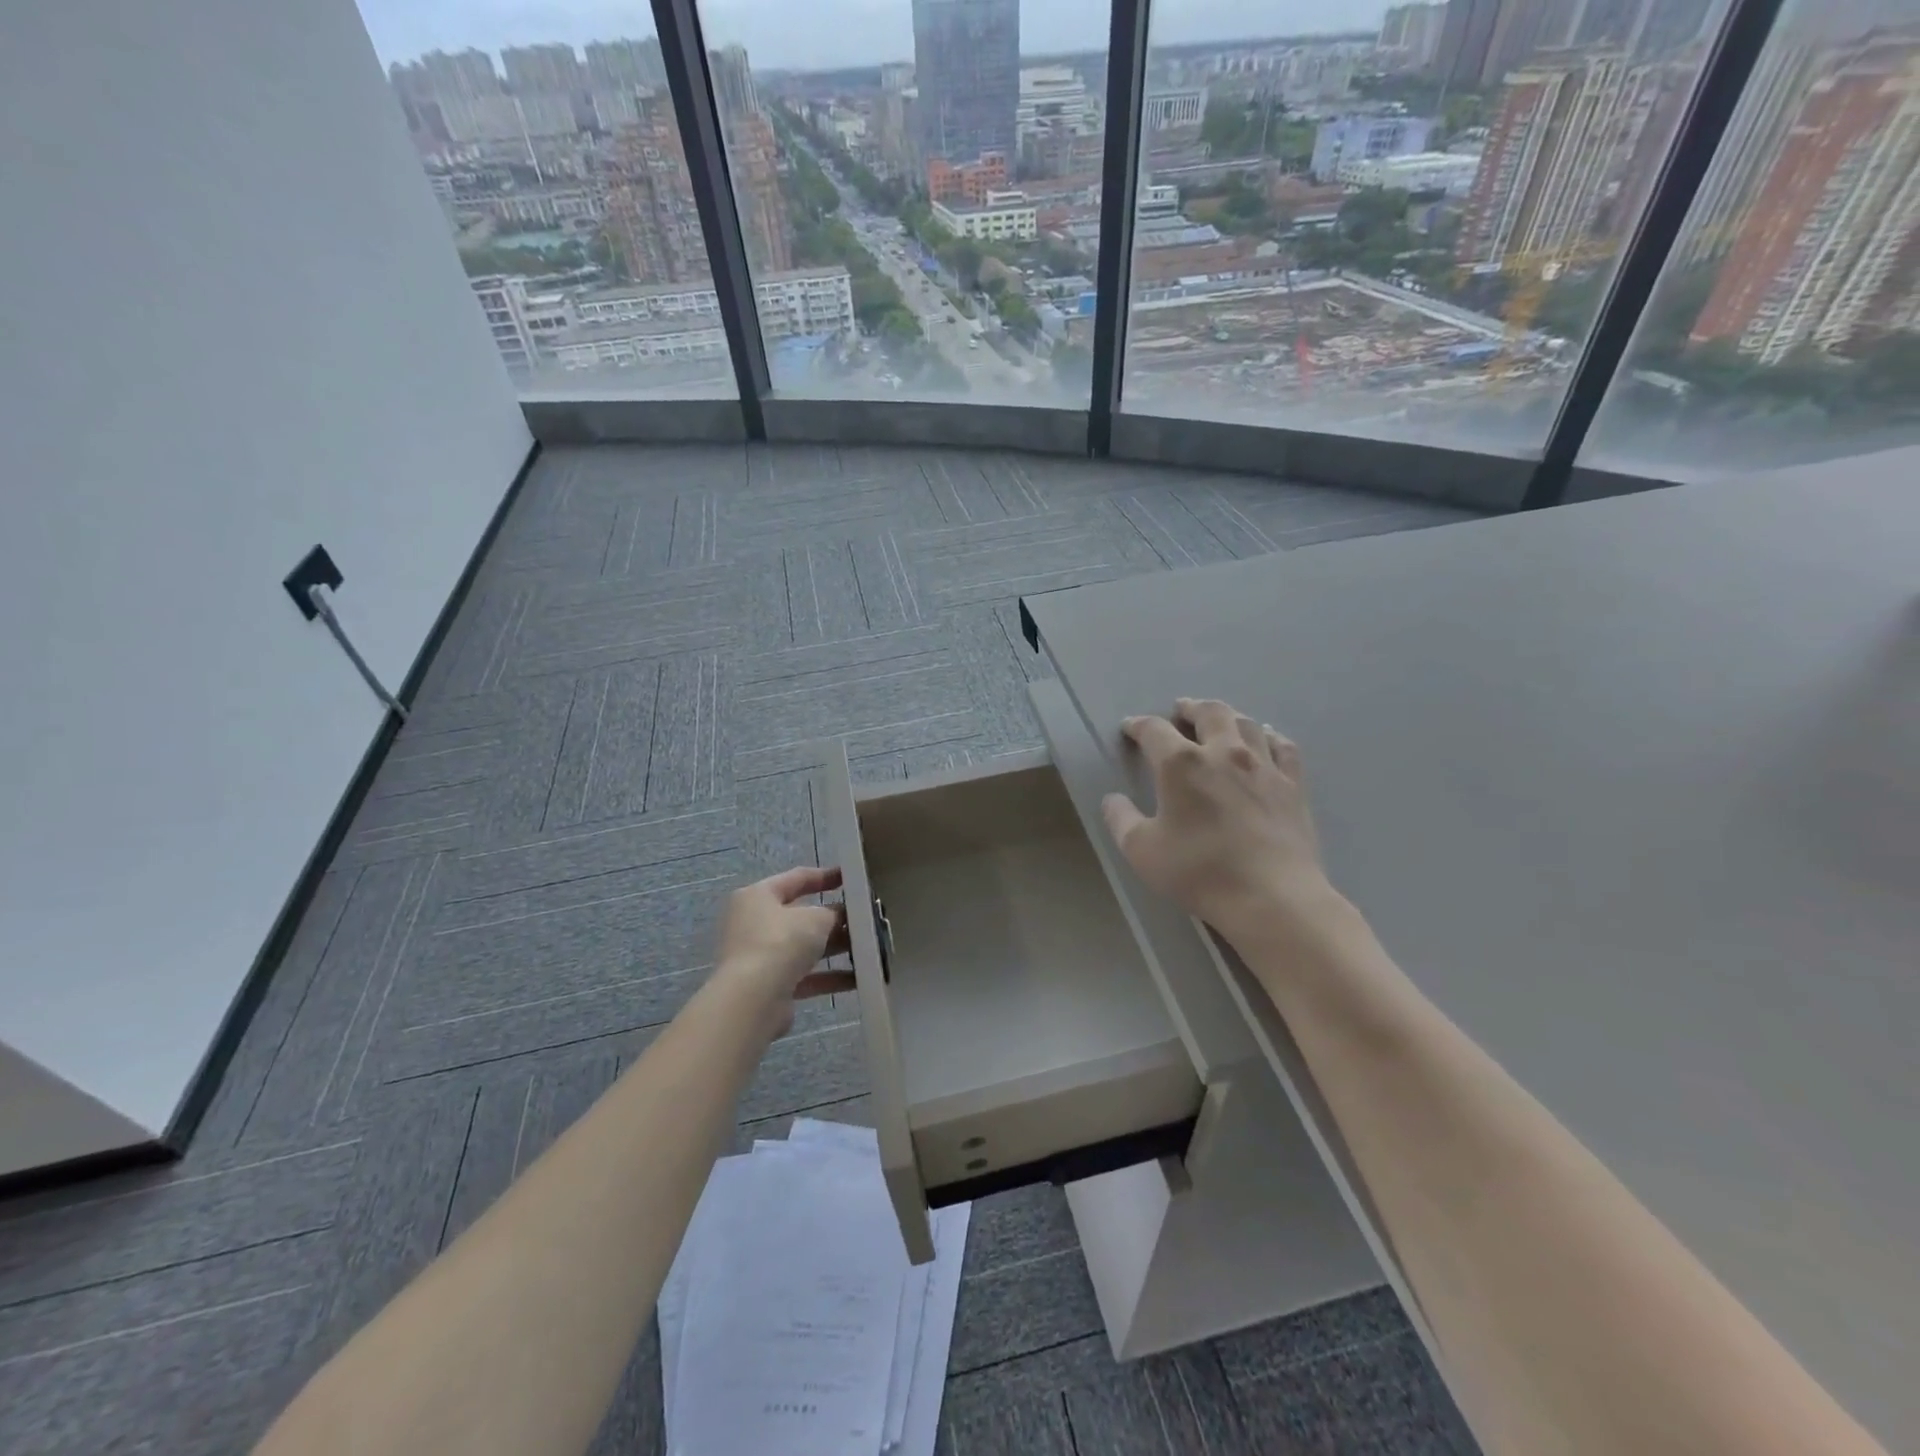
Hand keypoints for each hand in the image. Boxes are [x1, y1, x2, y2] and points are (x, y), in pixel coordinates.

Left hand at [713, 867, 854, 1036]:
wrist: (752, 1000)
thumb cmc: (780, 942)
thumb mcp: (815, 918)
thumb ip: (832, 913)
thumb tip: (839, 916)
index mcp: (758, 896)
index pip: (796, 878)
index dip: (825, 876)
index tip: (852, 877)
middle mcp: (754, 924)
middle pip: (800, 915)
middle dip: (833, 918)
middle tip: (865, 918)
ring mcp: (760, 957)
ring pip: (804, 947)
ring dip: (834, 948)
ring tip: (868, 947)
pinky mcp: (769, 987)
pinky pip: (805, 976)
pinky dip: (829, 977)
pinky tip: (859, 978)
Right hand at [1102, 698, 1339, 946]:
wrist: (1271, 897)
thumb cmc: (1199, 872)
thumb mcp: (1141, 850)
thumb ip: (1120, 819)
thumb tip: (1112, 799)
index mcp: (1181, 763)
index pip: (1154, 730)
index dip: (1139, 725)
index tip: (1130, 728)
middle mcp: (1224, 751)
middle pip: (1209, 712)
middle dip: (1190, 708)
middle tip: (1180, 711)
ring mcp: (1263, 766)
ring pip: (1246, 723)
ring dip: (1228, 717)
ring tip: (1219, 722)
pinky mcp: (1293, 784)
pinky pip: (1283, 746)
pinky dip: (1269, 737)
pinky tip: (1266, 741)